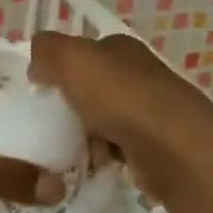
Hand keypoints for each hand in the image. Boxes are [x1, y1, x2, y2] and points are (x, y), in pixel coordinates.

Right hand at [28, 31, 212, 194]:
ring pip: (103, 119)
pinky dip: (103, 157)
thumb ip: (47, 51)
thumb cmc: (120, 98)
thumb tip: (37, 63)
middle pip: (92, 88)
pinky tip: (94, 165)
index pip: (84, 52)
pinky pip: (118, 148)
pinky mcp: (157, 146)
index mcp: (122, 48)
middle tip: (50, 123)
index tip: (40, 91)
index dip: (60, 68)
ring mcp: (151, 111)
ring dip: (84, 135)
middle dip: (71, 106)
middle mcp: (140, 74)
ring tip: (70, 149)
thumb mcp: (72, 60)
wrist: (175, 150)